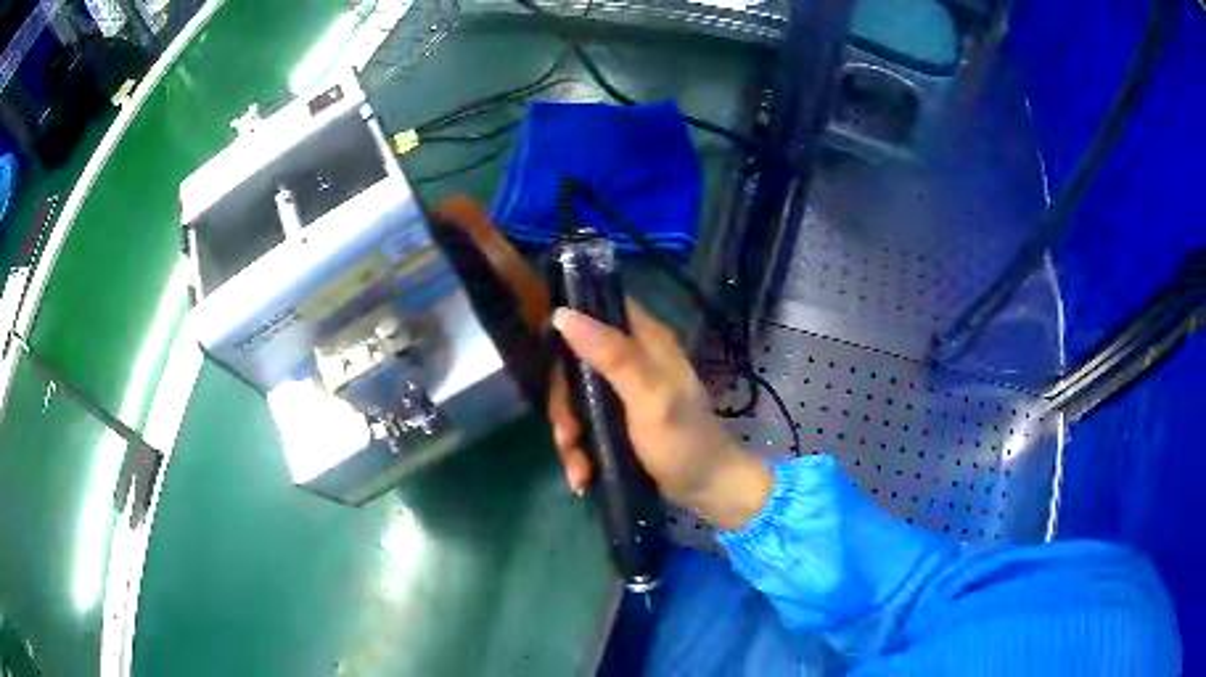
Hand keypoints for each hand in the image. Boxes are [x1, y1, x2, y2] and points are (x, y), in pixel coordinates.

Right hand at [548, 301, 772, 530]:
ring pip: (576, 399)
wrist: (708, 492)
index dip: (568, 320)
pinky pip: (585, 426)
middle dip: (565, 404)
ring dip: (570, 436)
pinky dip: (580, 452)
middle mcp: (633, 360)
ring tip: (579, 468)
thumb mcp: (650, 398)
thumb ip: (613, 356)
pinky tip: (583, 476)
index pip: (600, 308)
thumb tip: (563, 314)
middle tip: (568, 433)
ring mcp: (624, 394)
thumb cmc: (684, 442)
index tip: (544, 350)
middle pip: (576, 362)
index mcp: (646, 341)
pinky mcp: (618, 423)